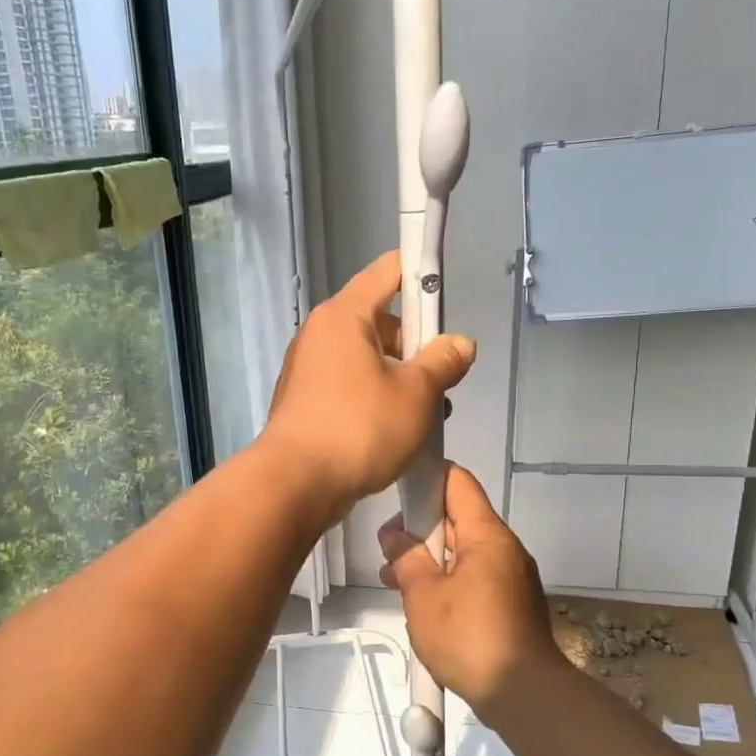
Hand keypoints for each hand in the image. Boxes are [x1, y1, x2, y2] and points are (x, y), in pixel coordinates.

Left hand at [262, 252, 476, 518]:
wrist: (296, 484)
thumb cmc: (360, 428)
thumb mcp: (416, 394)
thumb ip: (443, 362)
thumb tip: (460, 343)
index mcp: (344, 315)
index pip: (388, 271)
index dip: (422, 274)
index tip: (446, 296)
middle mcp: (320, 334)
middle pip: (380, 321)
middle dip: (416, 346)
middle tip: (440, 382)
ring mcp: (308, 370)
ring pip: (367, 360)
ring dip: (400, 381)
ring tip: (425, 418)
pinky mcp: (305, 403)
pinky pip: (349, 388)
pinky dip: (374, 400)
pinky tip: (395, 433)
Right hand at [378, 463, 567, 716]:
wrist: (523, 694)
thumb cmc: (469, 637)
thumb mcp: (424, 595)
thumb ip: (406, 558)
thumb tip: (395, 535)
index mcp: (486, 535)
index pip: (457, 482)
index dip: (426, 479)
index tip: (396, 496)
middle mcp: (504, 548)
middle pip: (458, 518)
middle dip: (420, 529)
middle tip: (387, 552)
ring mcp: (511, 577)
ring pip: (463, 552)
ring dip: (430, 560)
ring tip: (394, 582)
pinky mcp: (511, 604)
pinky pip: (474, 577)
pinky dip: (447, 581)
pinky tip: (423, 605)